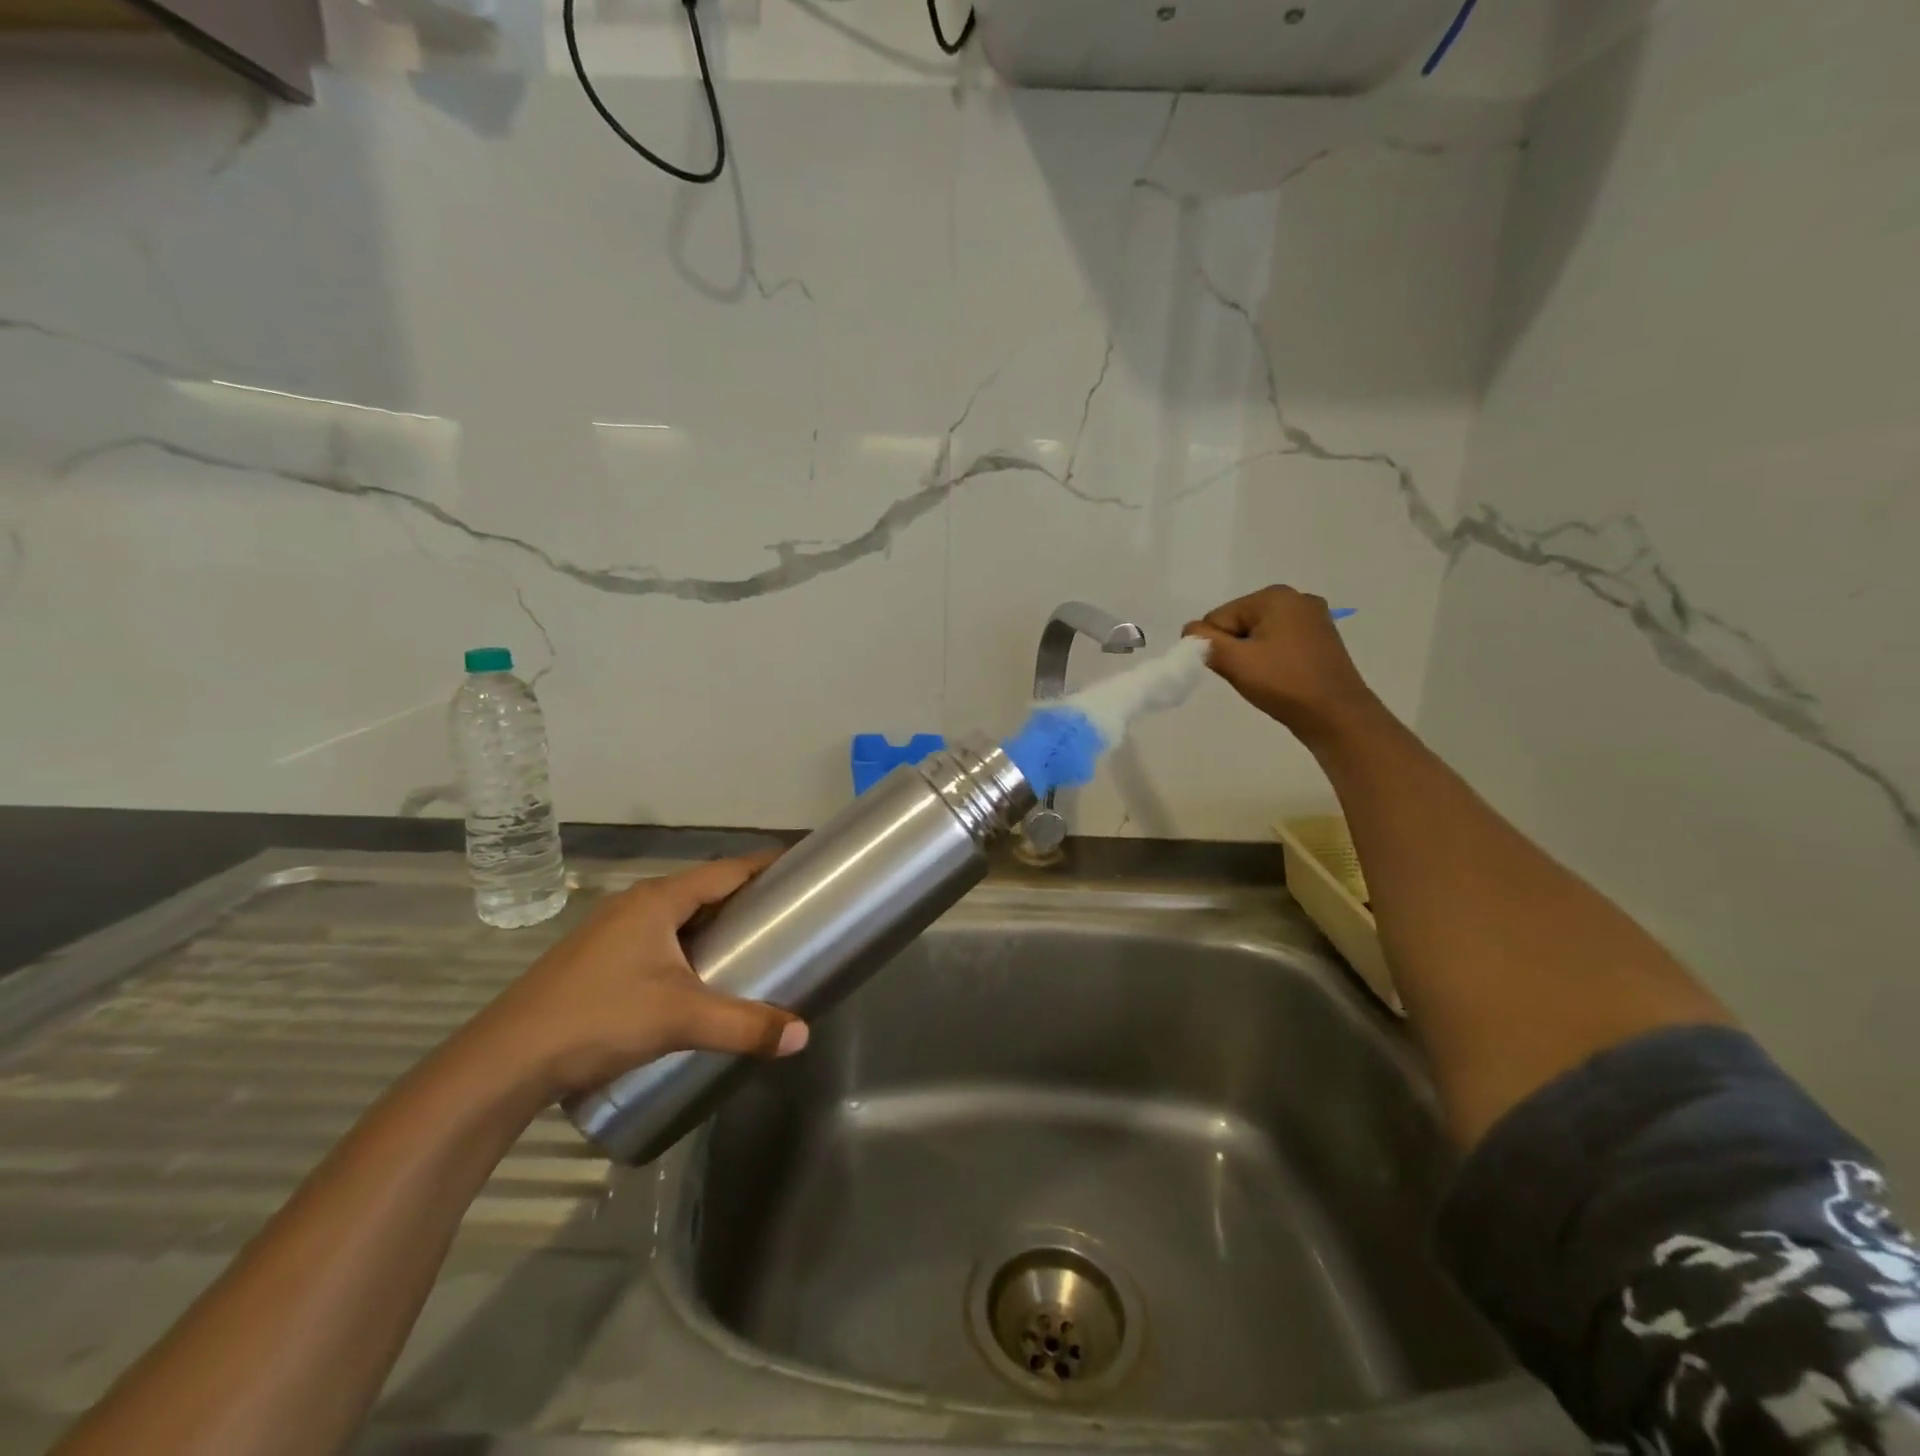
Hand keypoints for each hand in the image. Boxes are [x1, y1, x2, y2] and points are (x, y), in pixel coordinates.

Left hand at [466, 856, 807, 1102]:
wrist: (505, 1061)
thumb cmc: (600, 1018)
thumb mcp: (681, 1020)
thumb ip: (744, 1026)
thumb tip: (802, 1035)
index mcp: (657, 901)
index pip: (725, 870)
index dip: (763, 866)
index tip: (798, 867)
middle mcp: (633, 905)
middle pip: (701, 890)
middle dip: (742, 898)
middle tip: (783, 915)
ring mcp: (609, 932)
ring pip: (675, 917)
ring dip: (711, 925)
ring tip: (747, 946)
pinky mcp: (595, 961)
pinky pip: (655, 939)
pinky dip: (685, 946)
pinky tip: (694, 978)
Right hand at [1184, 585, 1379, 744]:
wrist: (1337, 716)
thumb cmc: (1284, 684)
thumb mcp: (1235, 662)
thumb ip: (1203, 642)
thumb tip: (1189, 631)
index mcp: (1274, 596)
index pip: (1219, 618)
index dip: (1217, 647)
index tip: (1233, 669)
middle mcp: (1296, 598)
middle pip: (1239, 623)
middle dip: (1236, 649)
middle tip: (1251, 676)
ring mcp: (1314, 617)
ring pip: (1258, 634)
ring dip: (1253, 656)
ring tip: (1268, 678)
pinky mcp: (1322, 638)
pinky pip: (1280, 642)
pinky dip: (1272, 659)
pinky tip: (1282, 676)